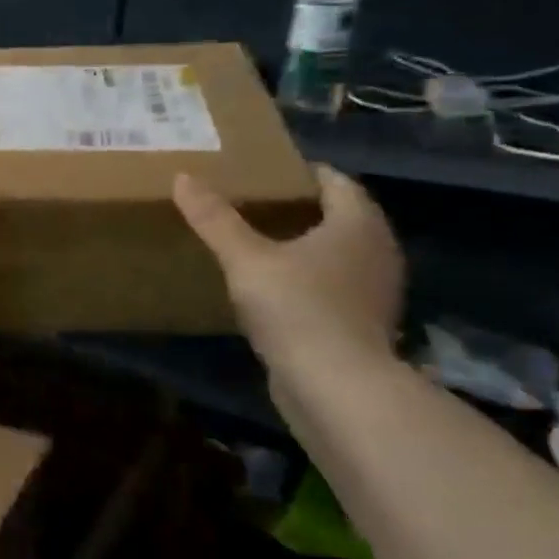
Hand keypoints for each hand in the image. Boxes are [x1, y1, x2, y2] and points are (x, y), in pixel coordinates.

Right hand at [173, 165, 402, 366]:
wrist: (335, 386)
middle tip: (257, 204)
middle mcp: (377, 251)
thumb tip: (181, 177)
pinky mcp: (364, 323)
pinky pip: (337, 285)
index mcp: (357, 225)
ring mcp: (375, 290)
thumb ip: (215, 220)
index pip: (336, 182)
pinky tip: (278, 288)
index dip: (304, 173)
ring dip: (308, 245)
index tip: (267, 172)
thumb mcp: (245, 259)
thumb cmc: (297, 308)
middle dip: (304, 208)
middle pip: (342, 216)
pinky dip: (312, 278)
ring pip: (340, 253)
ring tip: (262, 244)